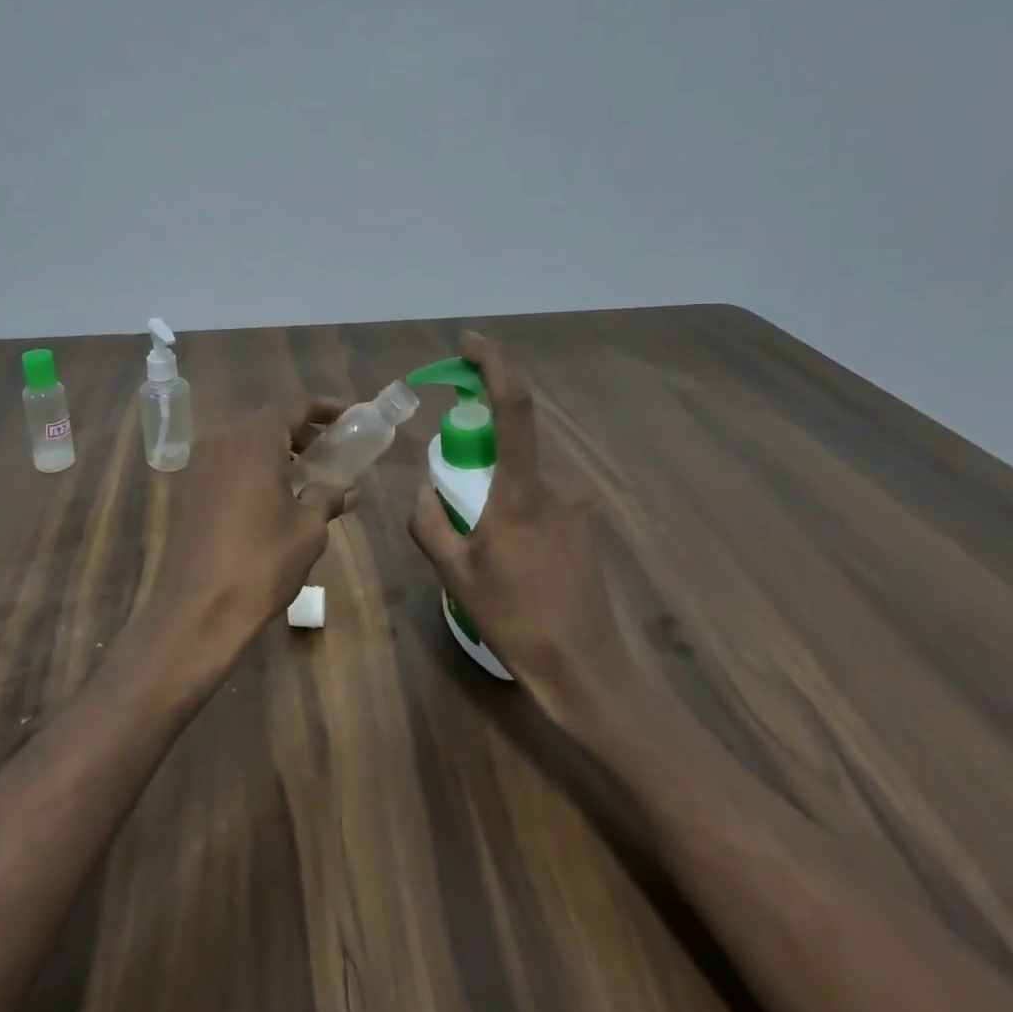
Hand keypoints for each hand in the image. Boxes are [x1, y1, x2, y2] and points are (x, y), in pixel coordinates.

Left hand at [138, 398, 354, 687]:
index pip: (292, 407)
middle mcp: (221, 442)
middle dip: (298, 432)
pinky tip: (267, 499)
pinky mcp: (185, 492)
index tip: (346, 417)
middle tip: (327, 450)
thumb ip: (327, 497)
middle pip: (265, 423)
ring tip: (301, 476)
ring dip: (273, 452)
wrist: (197, 610)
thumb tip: (346, 489)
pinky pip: (224, 466)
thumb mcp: (308, 529)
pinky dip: (249, 470)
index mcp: (254, 441)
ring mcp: (198, 466)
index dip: (322, 409)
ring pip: (242, 444)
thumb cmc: (262, 562)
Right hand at [407, 331, 628, 715]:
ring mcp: (577, 508)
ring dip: (497, 493)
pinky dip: (517, 514)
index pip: (513, 408)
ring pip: (525, 479)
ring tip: (486, 552)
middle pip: (513, 444)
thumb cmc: (515, 619)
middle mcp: (556, 487)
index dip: (494, 365)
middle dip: (479, 451)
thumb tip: (426, 493)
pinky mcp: (587, 528)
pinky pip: (541, 502)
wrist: (584, 669)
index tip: (470, 342)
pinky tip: (512, 564)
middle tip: (458, 499)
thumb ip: (428, 523)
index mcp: (520, 493)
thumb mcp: (454, 573)